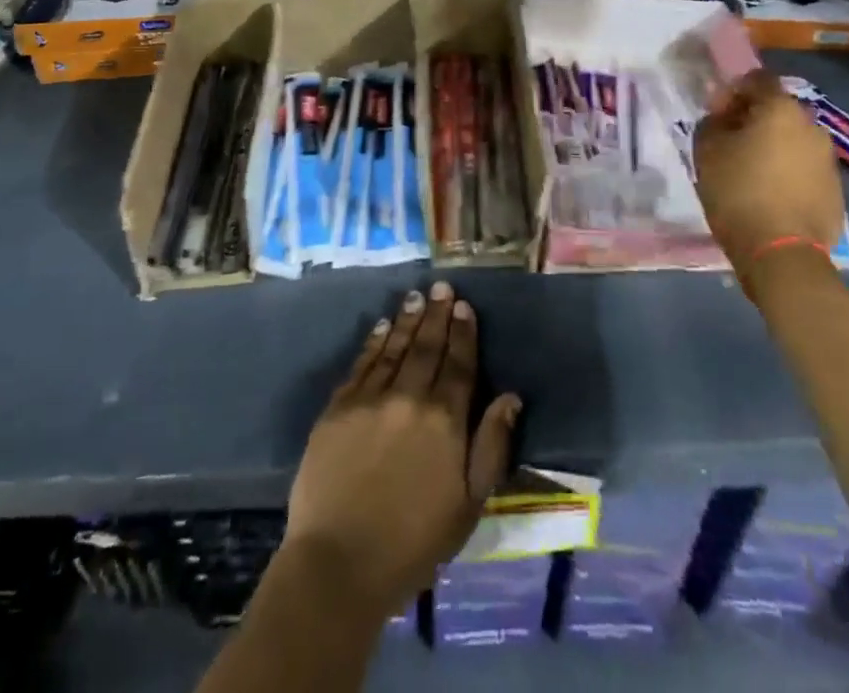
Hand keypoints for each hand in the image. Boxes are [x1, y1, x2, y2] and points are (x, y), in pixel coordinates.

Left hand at [284, 282, 522, 618]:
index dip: (463, 333)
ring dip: (407, 320)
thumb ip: (491, 445)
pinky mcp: (337, 408)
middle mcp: (409, 397)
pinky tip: (380, 326)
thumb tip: (510, 396)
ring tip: (416, 297)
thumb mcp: (469, 504)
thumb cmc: (414, 542)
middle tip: (442, 286)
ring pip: (393, 348)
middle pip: (426, 347)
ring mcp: (370, 399)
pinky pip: (361, 364)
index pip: (459, 364)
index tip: (465, 306)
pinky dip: (373, 342)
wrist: (339, 563)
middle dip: (437, 314)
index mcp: (445, 420)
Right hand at [694, 71, 845, 276]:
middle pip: (778, 111)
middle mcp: (812, 126)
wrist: (782, 254)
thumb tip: (723, 118)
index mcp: (781, 109)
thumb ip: (712, 123)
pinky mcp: (836, 192)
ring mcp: (829, 160)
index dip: (733, 91)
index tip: (716, 114)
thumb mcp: (707, 151)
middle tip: (730, 143)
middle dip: (754, 121)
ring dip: (773, 148)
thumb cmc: (738, 192)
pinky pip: (805, 170)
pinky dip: (788, 174)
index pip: (757, 79)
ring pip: (794, 141)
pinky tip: (770, 196)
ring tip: (750, 172)